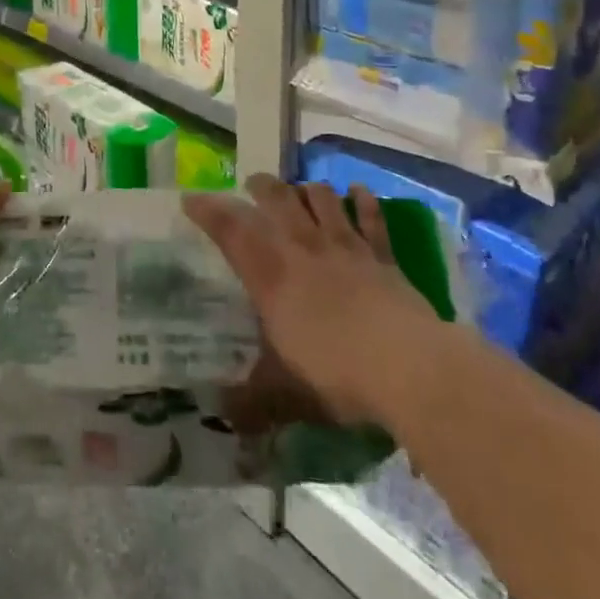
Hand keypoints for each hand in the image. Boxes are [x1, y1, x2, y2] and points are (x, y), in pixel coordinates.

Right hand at [186, 178, 441, 426]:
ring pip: (322, 200)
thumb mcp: (285, 393)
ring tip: (300, 189)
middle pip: (278, 201)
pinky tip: (357, 191)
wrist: (408, 366)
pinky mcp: (382, 256)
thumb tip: (221, 415)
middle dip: (261, 187)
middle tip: (252, 183)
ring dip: (308, 190)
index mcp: (272, 277)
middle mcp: (304, 250)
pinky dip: (363, 201)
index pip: (231, 231)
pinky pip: (371, 219)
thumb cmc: (337, 374)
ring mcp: (346, 248)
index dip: (208, 211)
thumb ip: (251, 401)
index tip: (191, 198)